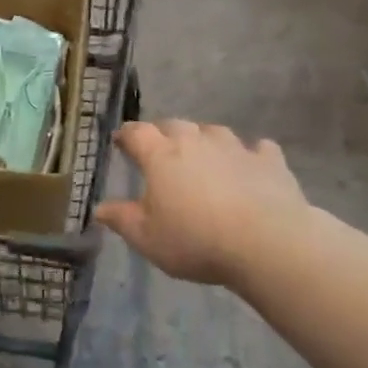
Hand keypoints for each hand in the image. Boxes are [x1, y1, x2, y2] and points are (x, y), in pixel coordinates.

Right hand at [95, 121, 319, 288]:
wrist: (267, 243)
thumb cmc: (196, 240)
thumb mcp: (148, 238)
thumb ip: (122, 220)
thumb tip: (99, 209)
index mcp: (161, 155)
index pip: (136, 133)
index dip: (126, 135)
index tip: (121, 142)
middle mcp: (195, 141)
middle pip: (174, 125)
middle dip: (163, 134)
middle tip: (161, 151)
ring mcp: (234, 147)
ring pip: (213, 131)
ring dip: (204, 139)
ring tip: (203, 156)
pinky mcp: (268, 161)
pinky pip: (257, 148)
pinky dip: (250, 154)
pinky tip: (250, 165)